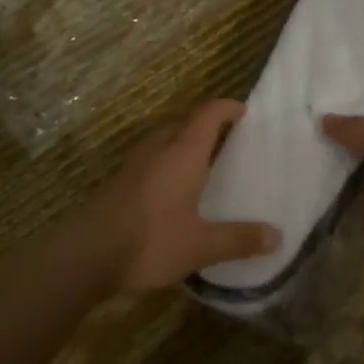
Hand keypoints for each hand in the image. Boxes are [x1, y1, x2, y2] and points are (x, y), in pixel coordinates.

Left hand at [79, 99, 279, 293]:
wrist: (86, 255)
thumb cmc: (151, 241)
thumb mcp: (201, 245)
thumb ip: (238, 239)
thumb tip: (277, 235)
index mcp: (182, 154)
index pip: (207, 116)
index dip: (226, 108)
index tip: (243, 111)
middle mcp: (157, 151)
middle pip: (183, 125)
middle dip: (205, 127)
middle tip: (228, 142)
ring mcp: (134, 166)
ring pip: (163, 142)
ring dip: (182, 145)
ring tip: (202, 164)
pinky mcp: (119, 184)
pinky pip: (150, 162)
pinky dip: (166, 165)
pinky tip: (173, 192)